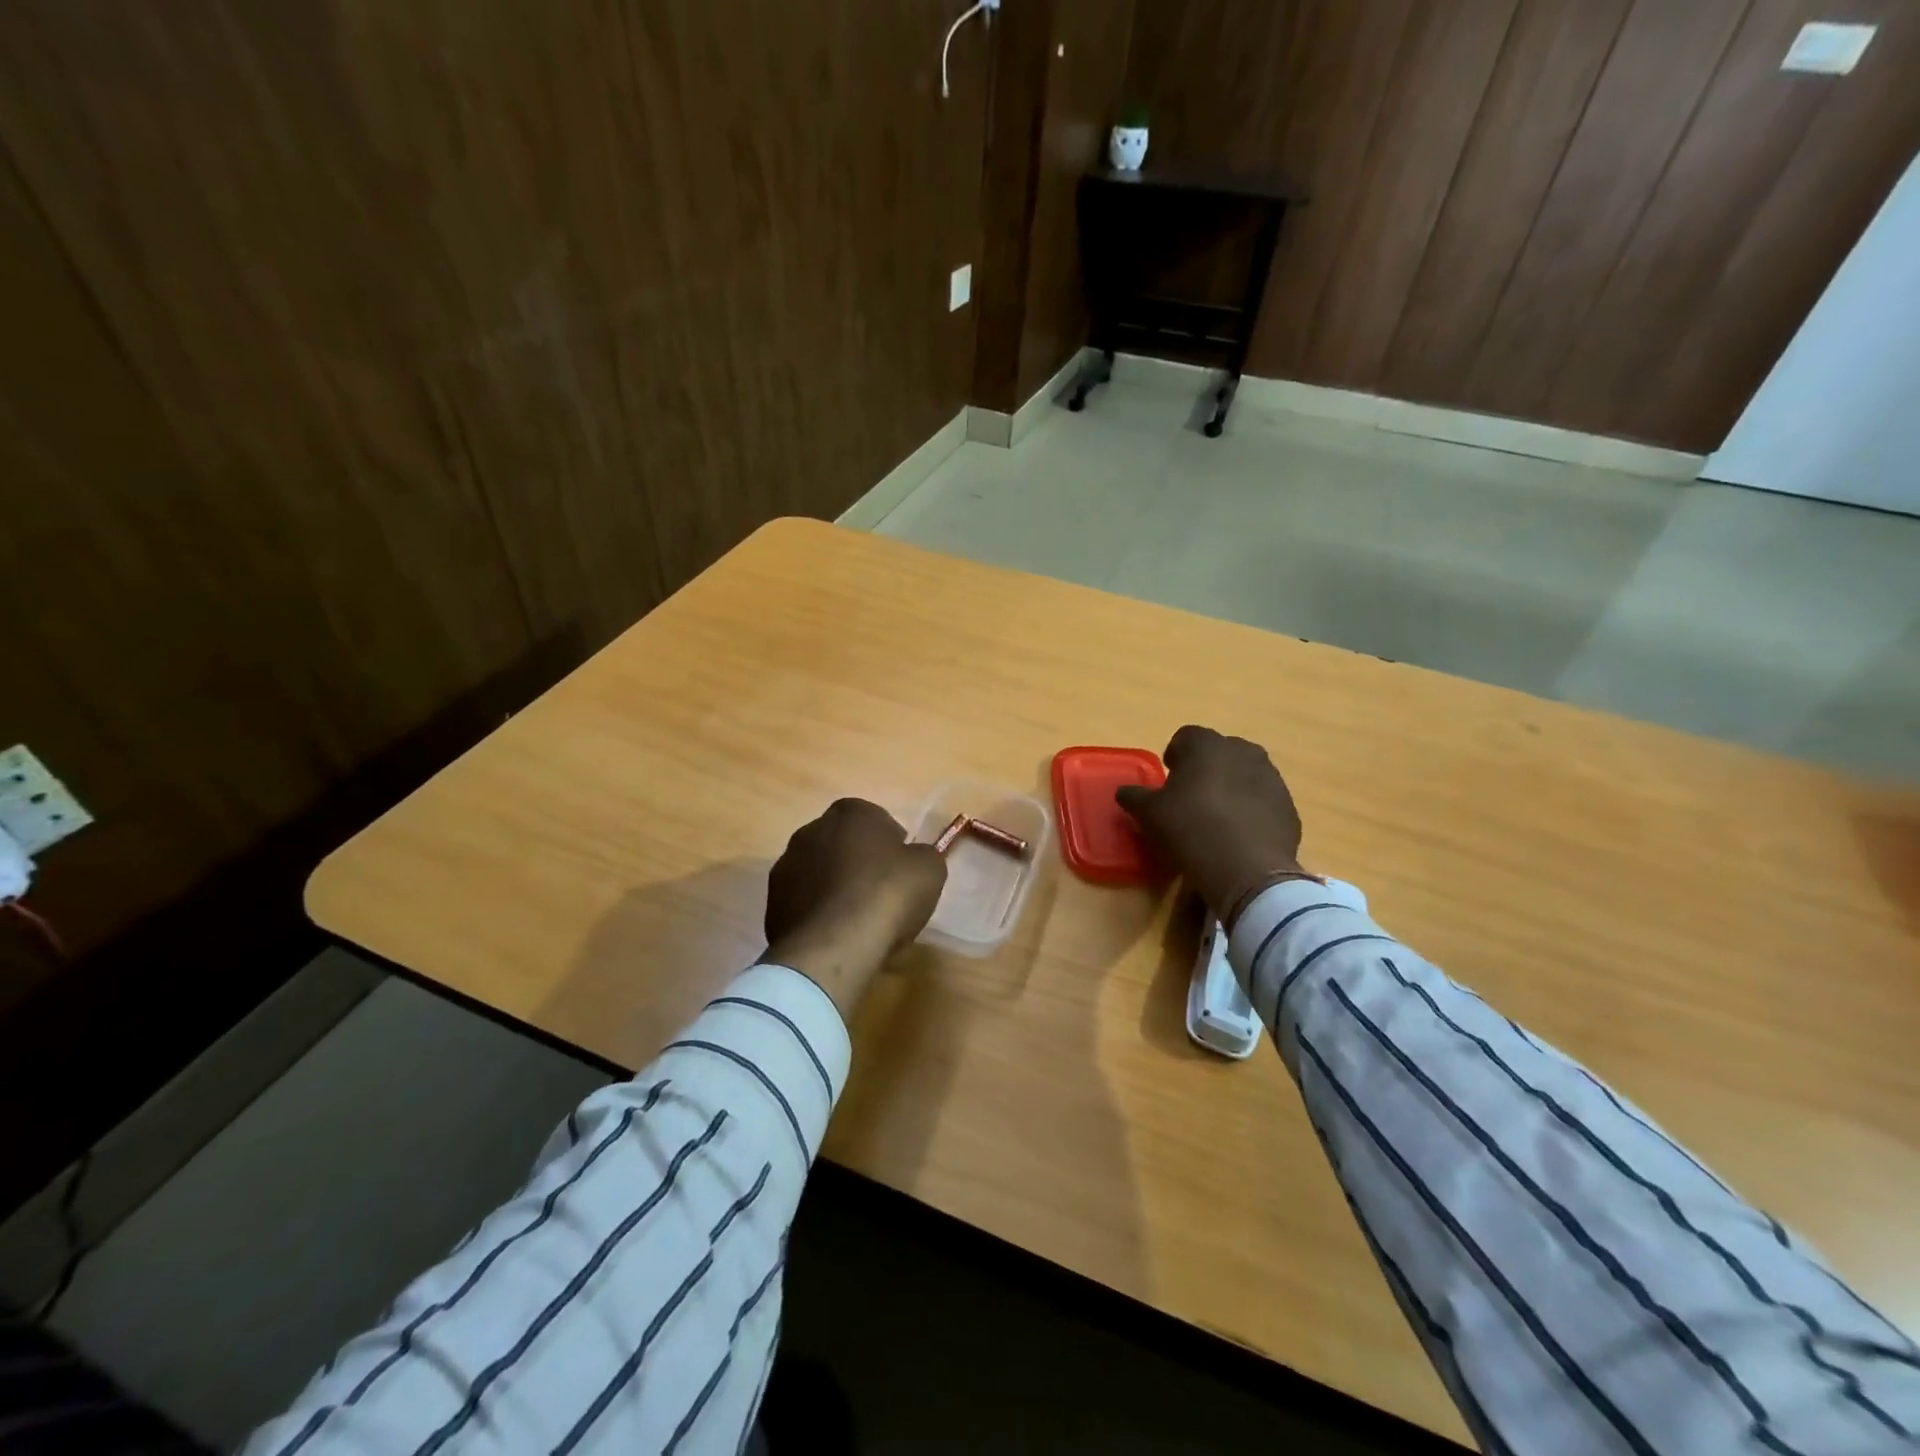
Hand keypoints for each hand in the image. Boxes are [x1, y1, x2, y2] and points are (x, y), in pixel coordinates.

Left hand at [763, 798, 946, 1019]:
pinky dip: (818, 915)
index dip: (892, 845)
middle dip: (859, 863)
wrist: (835, 944)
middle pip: (843, 844)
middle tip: (881, 895)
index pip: (875, 819)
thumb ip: (923, 855)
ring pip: (819, 873)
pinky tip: (836, 937)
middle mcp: (811, 830)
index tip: (902, 871)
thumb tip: (914, 859)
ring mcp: (786, 866)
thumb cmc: (888, 894)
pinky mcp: (771, 903)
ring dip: (835, 888)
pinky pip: (804, 903)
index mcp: (850, 812)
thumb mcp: (929, 869)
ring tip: (857, 922)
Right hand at [1115, 725, 1313, 927]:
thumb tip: (1124, 791)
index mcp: (1207, 746)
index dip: (1175, 754)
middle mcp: (1243, 752)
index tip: (1169, 777)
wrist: (1247, 870)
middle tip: (1192, 796)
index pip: (1186, 736)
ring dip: (1232, 786)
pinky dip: (1252, 809)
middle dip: (1206, 767)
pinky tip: (1240, 834)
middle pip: (1220, 751)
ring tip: (1218, 816)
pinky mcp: (1288, 806)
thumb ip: (1135, 797)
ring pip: (1246, 773)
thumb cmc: (1190, 830)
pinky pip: (1264, 799)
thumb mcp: (1149, 815)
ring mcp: (1272, 778)